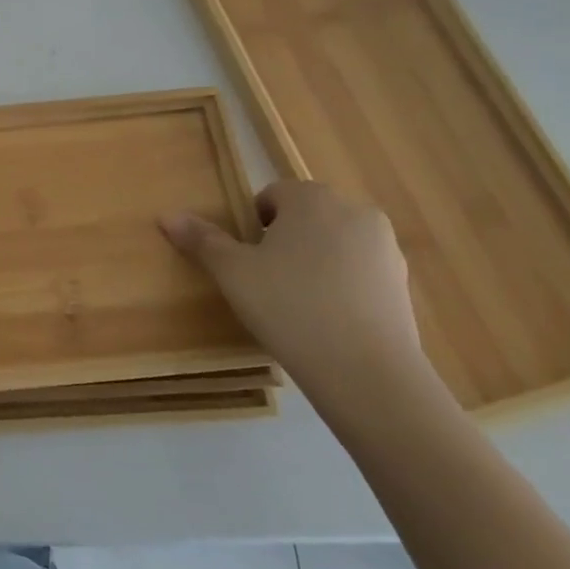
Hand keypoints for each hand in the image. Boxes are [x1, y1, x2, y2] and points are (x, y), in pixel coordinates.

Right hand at [162, 181, 428, 406]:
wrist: (367, 373)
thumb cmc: (289, 306)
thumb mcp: (233, 272)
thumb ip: (202, 240)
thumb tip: (166, 215)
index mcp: (312, 198)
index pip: (273, 195)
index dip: (253, 225)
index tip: (247, 259)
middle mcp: (355, 212)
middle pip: (307, 218)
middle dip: (286, 241)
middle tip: (266, 281)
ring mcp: (386, 249)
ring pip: (335, 245)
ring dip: (315, 263)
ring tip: (297, 304)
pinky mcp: (404, 286)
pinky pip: (360, 274)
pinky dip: (342, 287)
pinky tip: (327, 321)